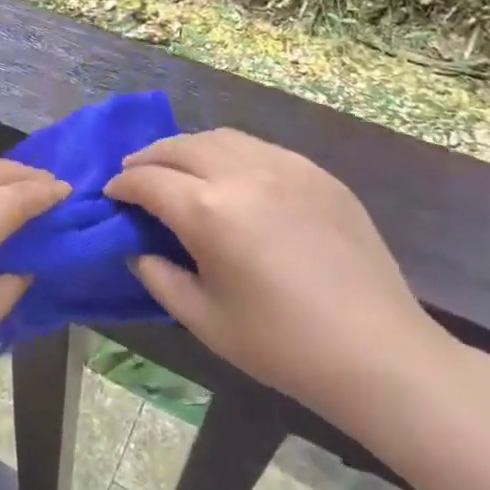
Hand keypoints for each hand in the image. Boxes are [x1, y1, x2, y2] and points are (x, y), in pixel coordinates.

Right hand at [104, 129, 454, 432]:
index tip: (111, 196)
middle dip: (149, 158)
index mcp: (208, 210)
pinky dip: (231, 153)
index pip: (148, 180)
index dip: (122, 186)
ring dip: (188, 148)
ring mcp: (284, 166)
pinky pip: (259, 148)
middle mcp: (242, 173)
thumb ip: (159, 277)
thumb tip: (137, 248)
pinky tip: (232, 178)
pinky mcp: (316, 173)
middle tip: (136, 176)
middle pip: (180, 146)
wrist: (378, 352)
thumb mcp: (204, 320)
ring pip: (220, 137)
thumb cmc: (282, 345)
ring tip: (179, 169)